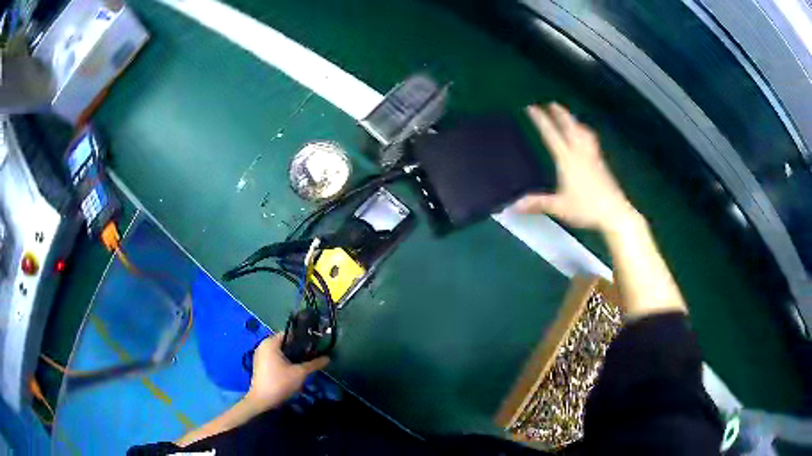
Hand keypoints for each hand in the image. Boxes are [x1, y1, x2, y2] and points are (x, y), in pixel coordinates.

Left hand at [245, 333, 328, 412]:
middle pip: (285, 343)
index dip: (303, 339)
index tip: (314, 346)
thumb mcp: (300, 373)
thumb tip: (328, 358)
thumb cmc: (280, 383)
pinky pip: (274, 358)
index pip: (289, 334)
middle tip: (312, 356)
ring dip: (292, 357)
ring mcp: (260, 355)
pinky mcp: (260, 365)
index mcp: (270, 342)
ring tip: (305, 364)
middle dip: (298, 349)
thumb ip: (314, 364)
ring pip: (280, 352)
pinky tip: (293, 370)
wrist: (262, 401)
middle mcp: (263, 345)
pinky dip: (284, 361)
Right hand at [515, 104, 635, 231]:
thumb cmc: (586, 208)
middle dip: (560, 114)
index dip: (541, 120)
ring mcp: (593, 157)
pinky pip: (591, 141)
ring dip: (575, 122)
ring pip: (583, 132)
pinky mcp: (601, 163)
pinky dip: (585, 133)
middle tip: (553, 103)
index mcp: (567, 160)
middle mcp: (580, 153)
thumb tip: (515, 205)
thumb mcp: (559, 207)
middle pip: (570, 127)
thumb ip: (538, 203)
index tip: (532, 108)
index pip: (552, 135)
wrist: (614, 212)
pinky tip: (586, 137)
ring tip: (570, 116)